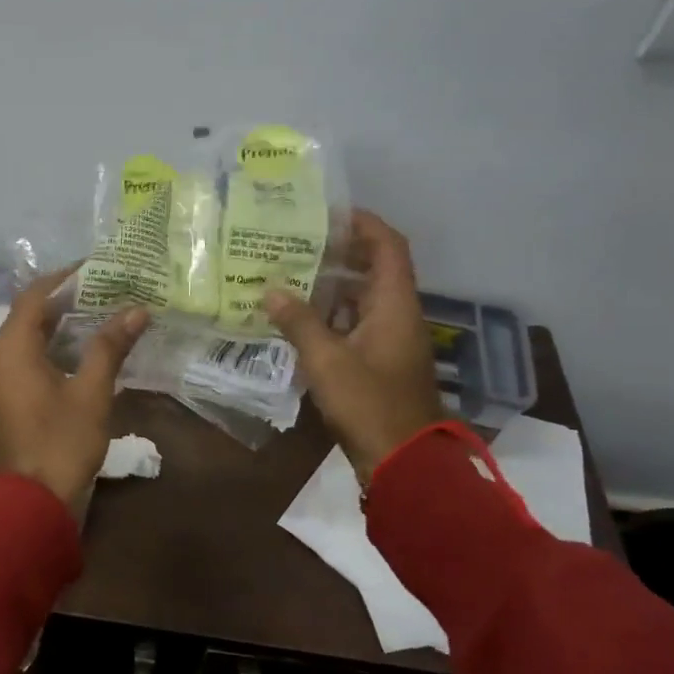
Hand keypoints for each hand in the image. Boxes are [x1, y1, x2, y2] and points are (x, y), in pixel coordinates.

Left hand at [0, 273, 149, 511]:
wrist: (30, 506)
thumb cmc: (62, 444)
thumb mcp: (92, 393)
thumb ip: (109, 347)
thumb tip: (136, 310)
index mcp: (11, 351)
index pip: (33, 297)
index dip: (61, 278)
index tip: (92, 269)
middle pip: (25, 317)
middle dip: (61, 301)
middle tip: (99, 290)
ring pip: (23, 341)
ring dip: (54, 326)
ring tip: (93, 315)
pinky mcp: (1, 403)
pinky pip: (21, 362)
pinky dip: (46, 349)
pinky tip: (76, 353)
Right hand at [265, 210, 445, 481]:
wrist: (403, 460)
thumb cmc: (369, 404)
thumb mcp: (327, 361)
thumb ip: (299, 322)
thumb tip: (271, 290)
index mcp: (395, 305)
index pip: (388, 246)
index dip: (363, 224)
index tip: (329, 213)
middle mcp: (397, 315)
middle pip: (375, 269)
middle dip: (340, 252)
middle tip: (299, 242)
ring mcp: (390, 340)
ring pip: (363, 298)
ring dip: (332, 284)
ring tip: (291, 274)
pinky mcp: (380, 362)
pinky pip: (356, 324)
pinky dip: (331, 314)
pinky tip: (299, 317)